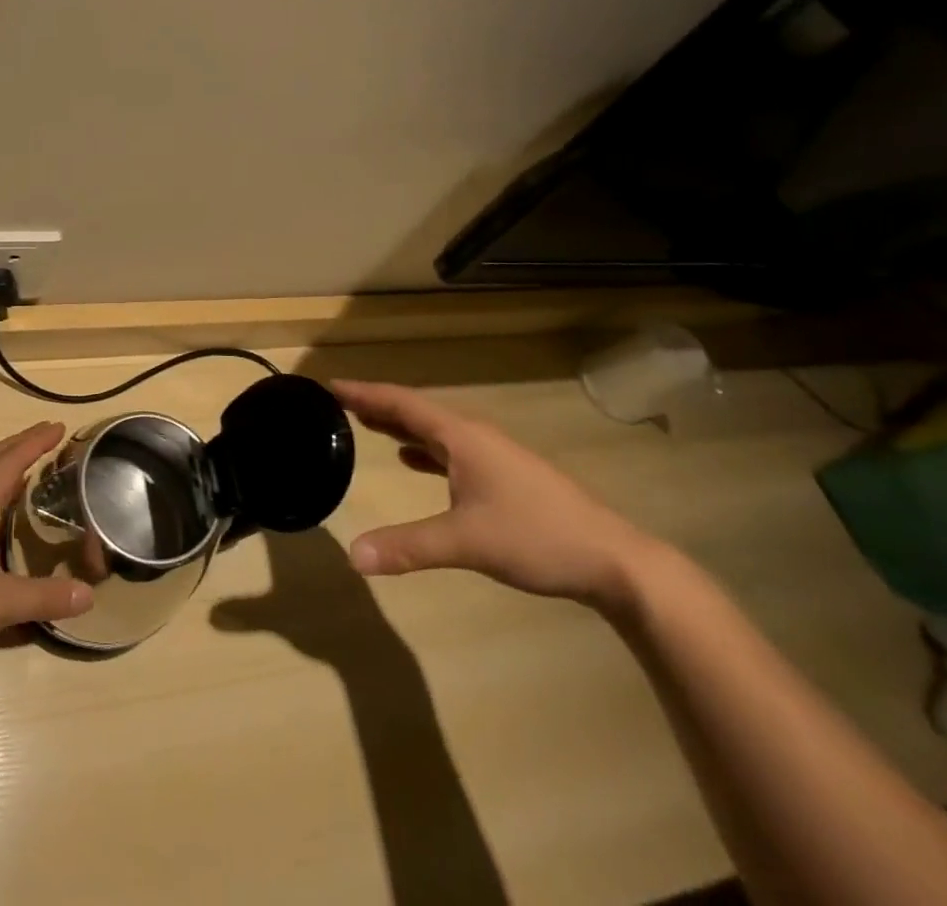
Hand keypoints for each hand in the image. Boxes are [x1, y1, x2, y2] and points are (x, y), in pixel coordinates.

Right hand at [334, 379, 657, 609]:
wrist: (615, 561)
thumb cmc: (537, 537)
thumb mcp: (466, 542)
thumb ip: (408, 546)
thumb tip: (352, 556)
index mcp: (462, 437)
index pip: (403, 403)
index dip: (365, 393)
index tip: (331, 385)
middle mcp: (474, 437)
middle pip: (416, 411)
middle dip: (377, 406)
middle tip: (338, 403)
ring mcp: (493, 457)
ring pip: (434, 431)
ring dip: (400, 426)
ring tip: (366, 424)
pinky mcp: (504, 477)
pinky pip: (450, 451)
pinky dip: (422, 449)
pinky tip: (411, 460)